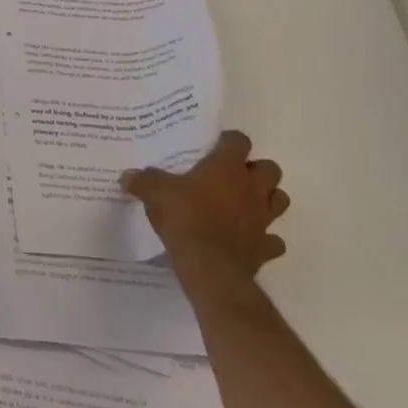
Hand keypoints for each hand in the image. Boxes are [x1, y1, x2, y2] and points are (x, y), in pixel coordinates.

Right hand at [120, 130, 288, 284]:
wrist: (209, 266)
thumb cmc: (184, 217)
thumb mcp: (154, 192)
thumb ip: (142, 180)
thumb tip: (127, 176)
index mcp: (227, 167)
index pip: (239, 141)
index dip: (229, 142)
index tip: (214, 148)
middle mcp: (251, 188)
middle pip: (270, 169)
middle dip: (256, 170)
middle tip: (232, 176)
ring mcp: (263, 219)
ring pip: (280, 200)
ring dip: (267, 199)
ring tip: (244, 203)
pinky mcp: (266, 247)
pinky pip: (274, 240)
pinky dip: (265, 238)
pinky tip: (249, 239)